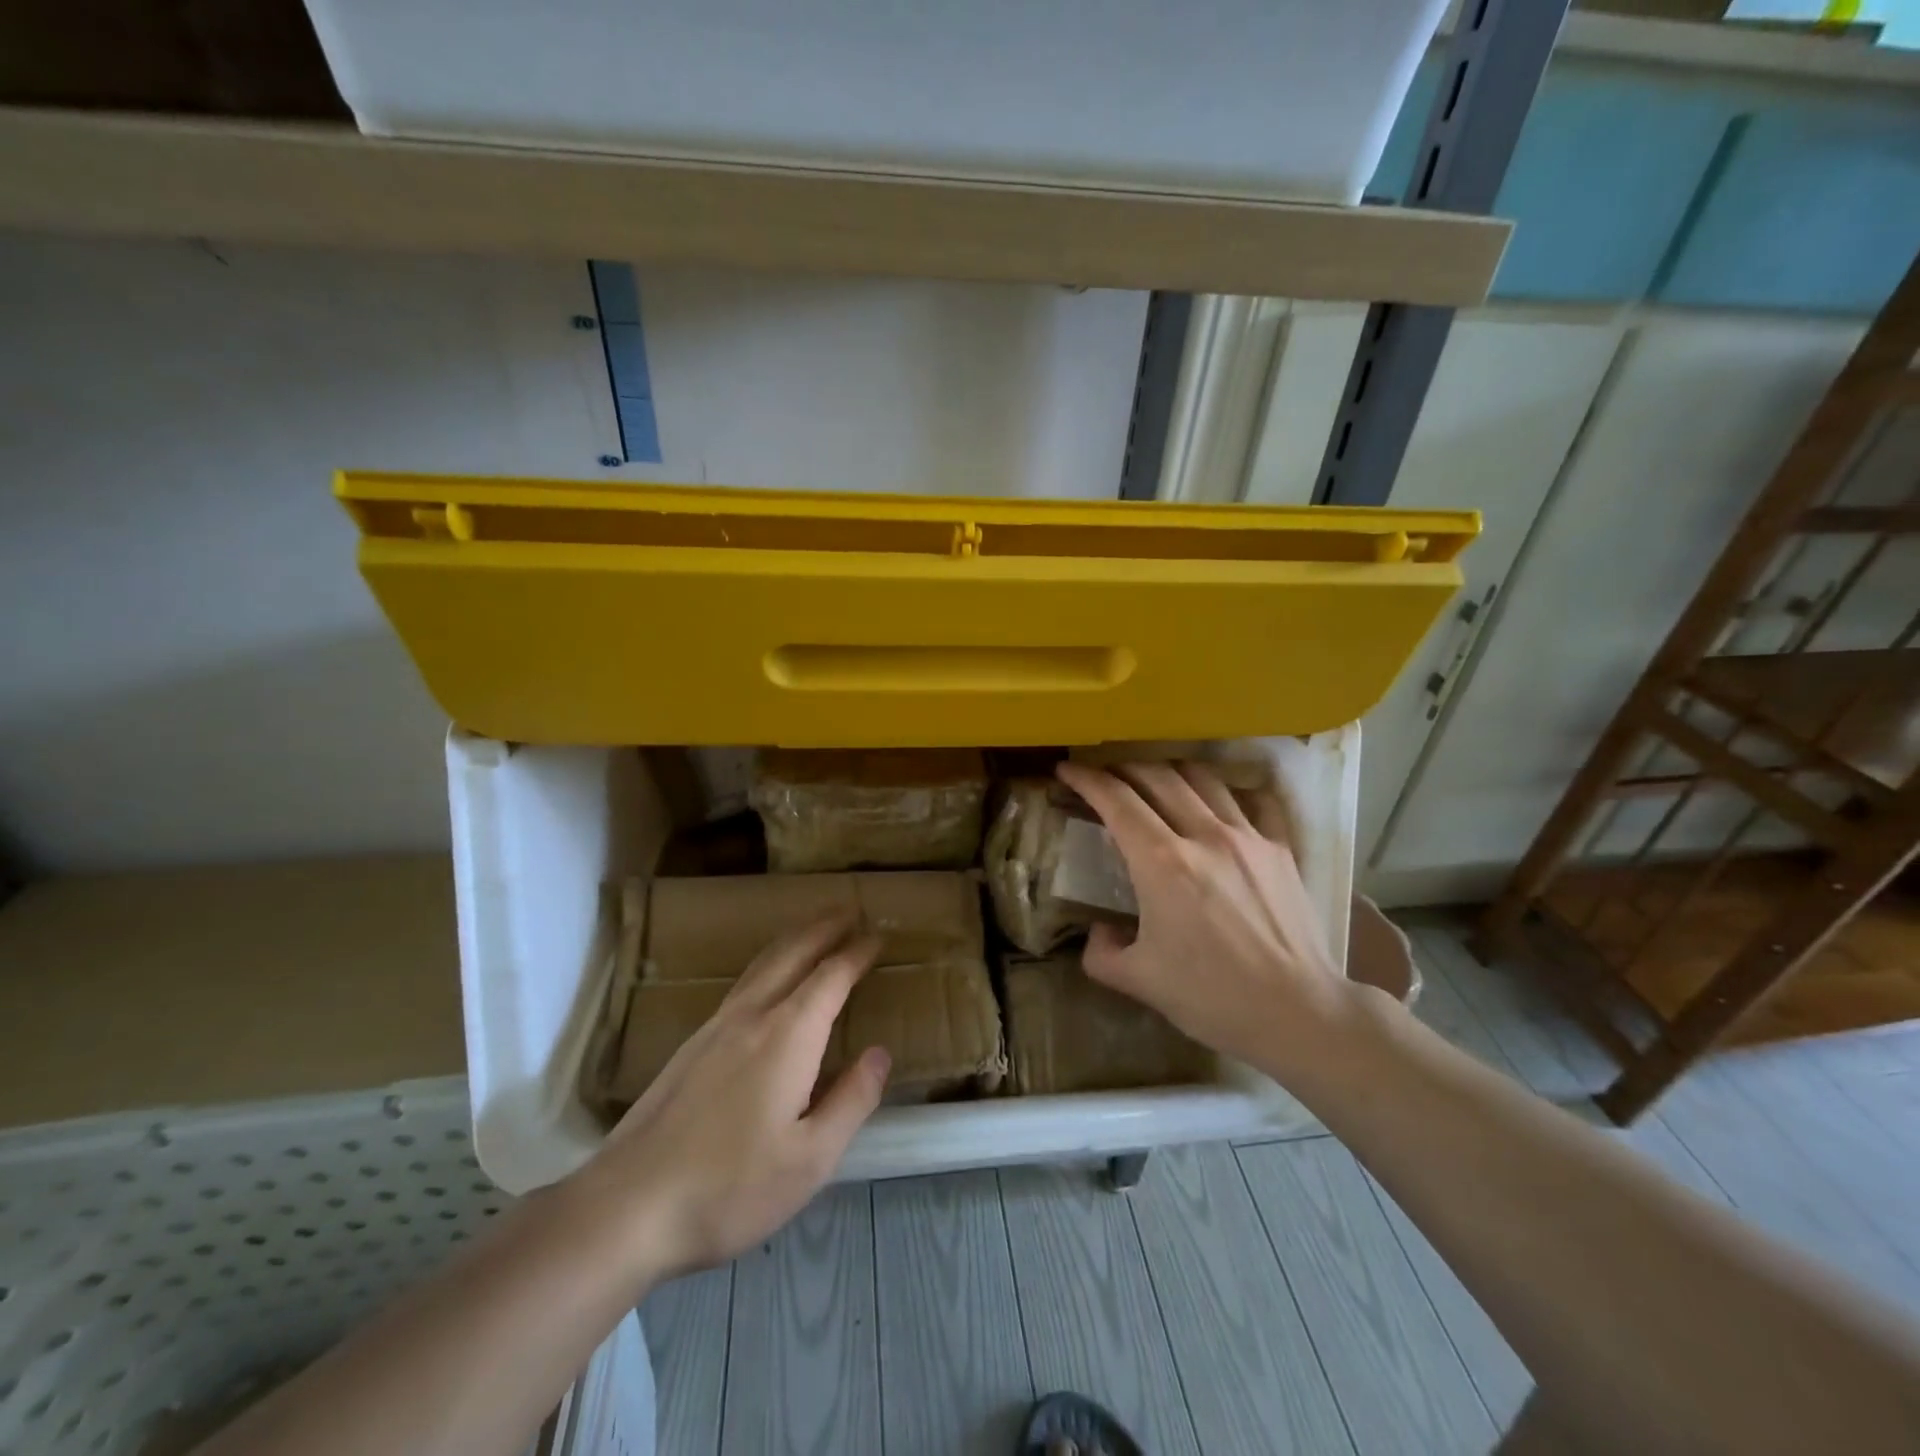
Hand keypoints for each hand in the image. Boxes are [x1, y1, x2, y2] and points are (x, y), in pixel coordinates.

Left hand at [562, 913, 890, 1289]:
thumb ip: (852, 1100)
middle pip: (793, 953)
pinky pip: (743, 982)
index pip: (831, 976)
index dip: (857, 953)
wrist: (627, 1206)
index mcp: (788, 1035)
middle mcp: (752, 1016)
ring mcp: (716, 1027)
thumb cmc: (729, 1187)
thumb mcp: (810, 1159)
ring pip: (762, 964)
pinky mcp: (692, 1045)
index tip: (878, 936)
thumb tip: (879, 1053)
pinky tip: (767, 979)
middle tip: (850, 910)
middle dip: (824, 927)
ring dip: (794, 938)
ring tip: (814, 928)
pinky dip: (769, 962)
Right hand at [1055, 759, 1356, 1079]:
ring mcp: (1248, 837)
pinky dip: (1226, 792)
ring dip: (1171, 772)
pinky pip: (1251, 802)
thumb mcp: (1139, 981)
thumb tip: (1099, 931)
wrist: (1299, 1012)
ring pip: (1203, 779)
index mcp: (1161, 862)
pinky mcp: (1281, 849)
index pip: (1116, 801)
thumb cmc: (1212, 997)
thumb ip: (1102, 952)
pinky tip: (1219, 802)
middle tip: (1107, 774)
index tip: (1067, 770)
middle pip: (1157, 777)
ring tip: (1157, 780)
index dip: (1086, 779)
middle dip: (1124, 768)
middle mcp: (1203, 835)